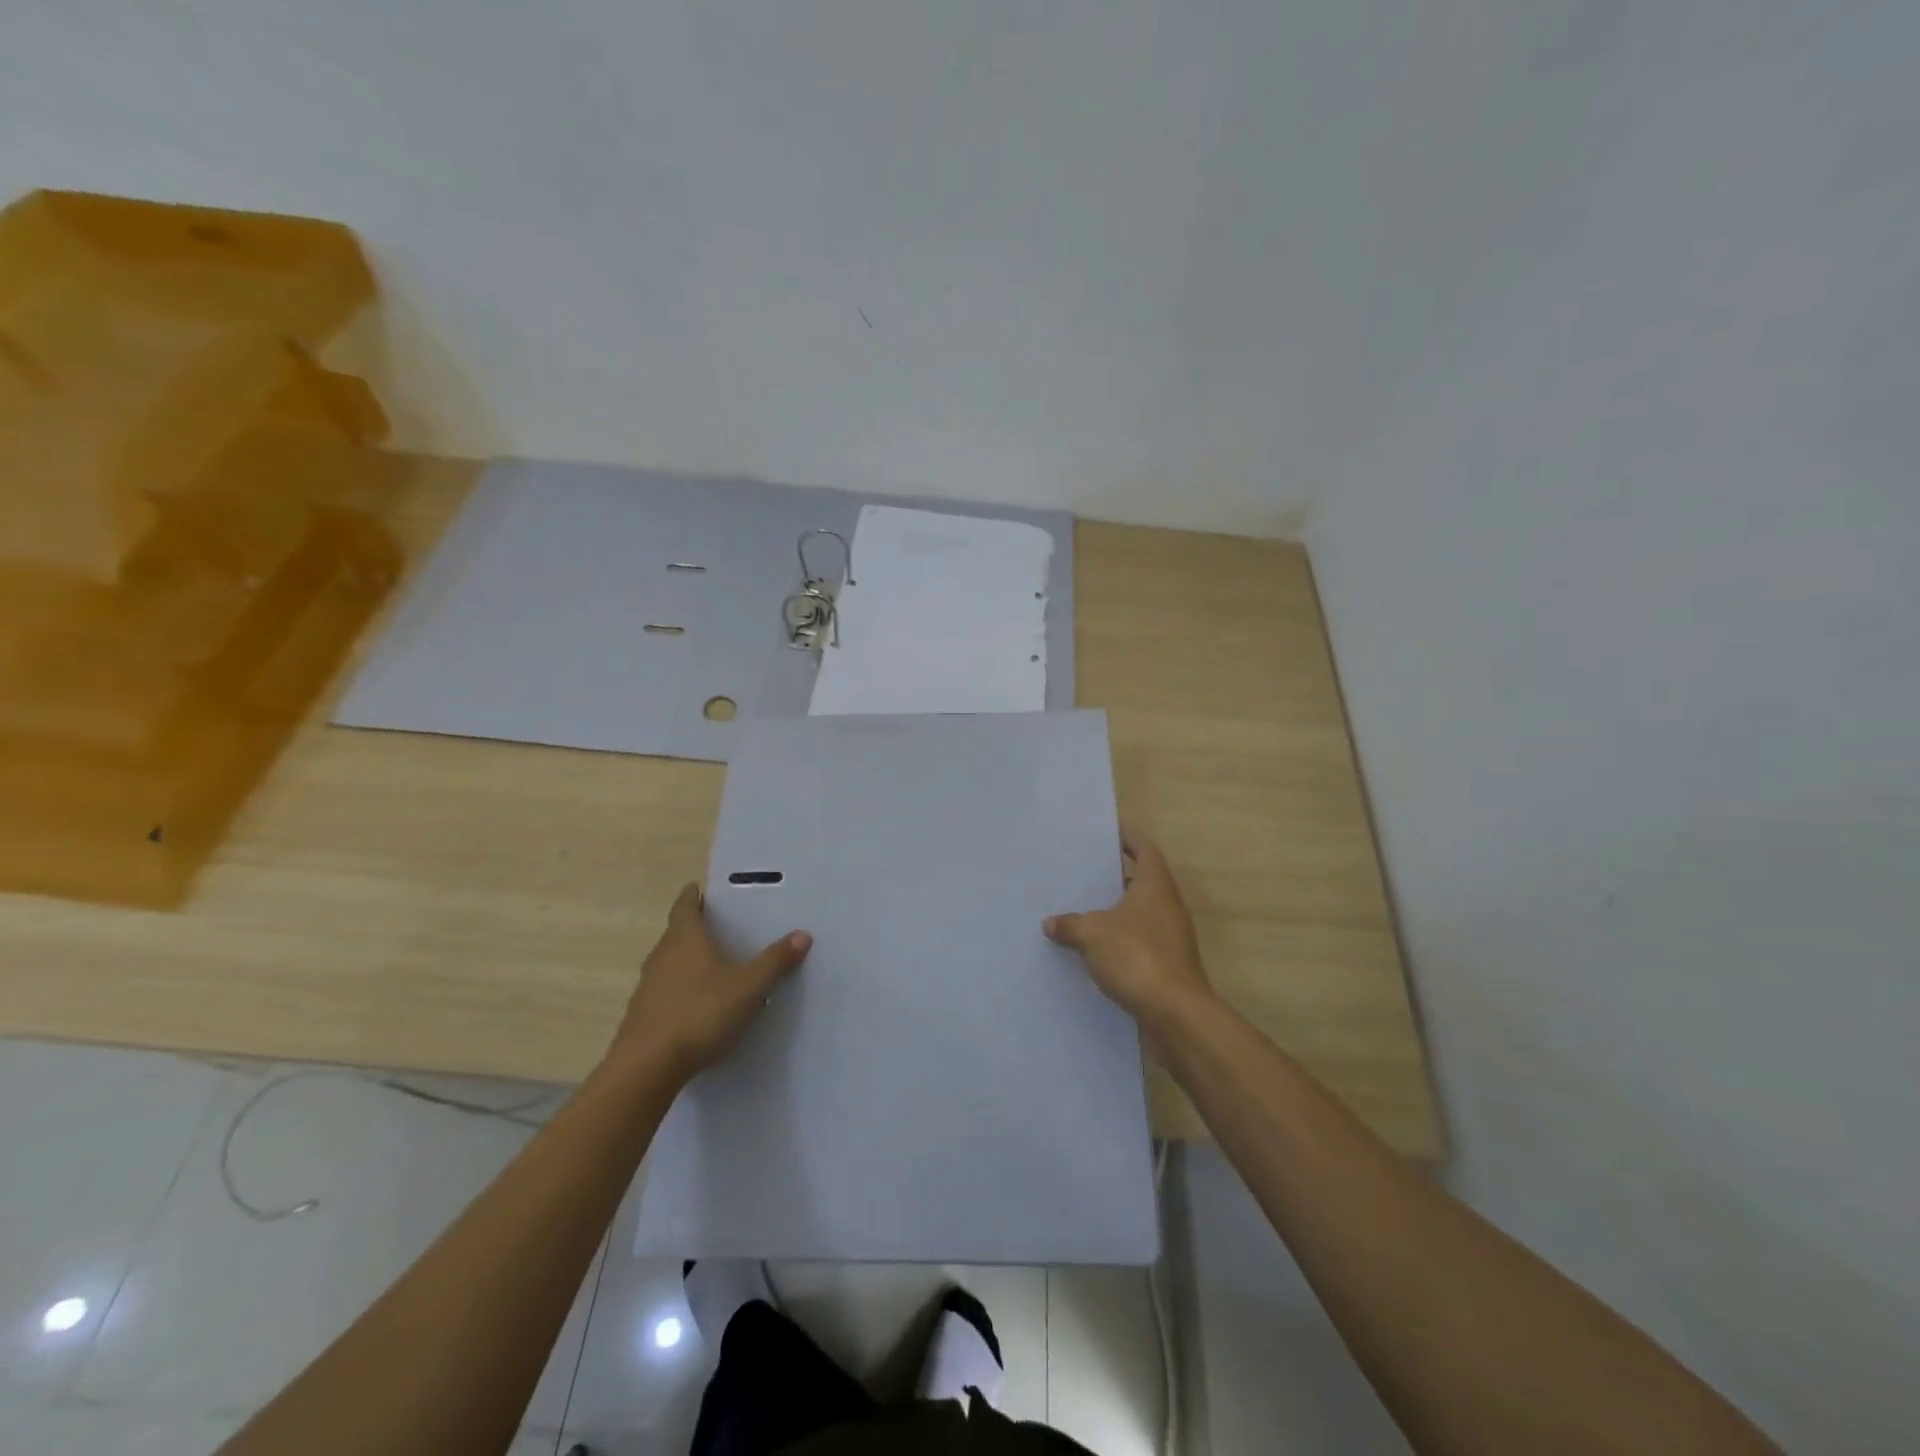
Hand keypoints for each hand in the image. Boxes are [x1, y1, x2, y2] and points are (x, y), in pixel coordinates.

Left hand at [609, 884, 810, 1081]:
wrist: (646, 1069)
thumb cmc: (700, 1014)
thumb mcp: (748, 987)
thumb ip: (775, 961)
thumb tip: (803, 934)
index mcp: (684, 939)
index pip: (684, 906)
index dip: (692, 896)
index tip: (699, 889)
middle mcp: (661, 956)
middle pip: (675, 933)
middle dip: (693, 928)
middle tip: (717, 926)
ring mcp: (647, 987)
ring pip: (668, 963)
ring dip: (685, 960)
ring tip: (711, 965)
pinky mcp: (642, 1016)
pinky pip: (664, 991)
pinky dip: (679, 989)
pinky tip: (696, 1005)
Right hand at [1044, 828, 1212, 1030]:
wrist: (1175, 1013)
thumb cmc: (1137, 957)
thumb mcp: (1092, 934)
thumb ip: (1070, 924)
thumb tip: (1051, 923)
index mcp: (1155, 885)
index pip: (1144, 849)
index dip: (1128, 837)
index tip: (1108, 830)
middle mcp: (1168, 905)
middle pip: (1143, 879)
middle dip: (1117, 874)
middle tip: (1086, 869)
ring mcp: (1171, 936)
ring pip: (1141, 912)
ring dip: (1117, 909)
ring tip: (1083, 907)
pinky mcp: (1168, 963)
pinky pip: (1140, 940)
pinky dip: (1120, 938)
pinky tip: (1094, 948)